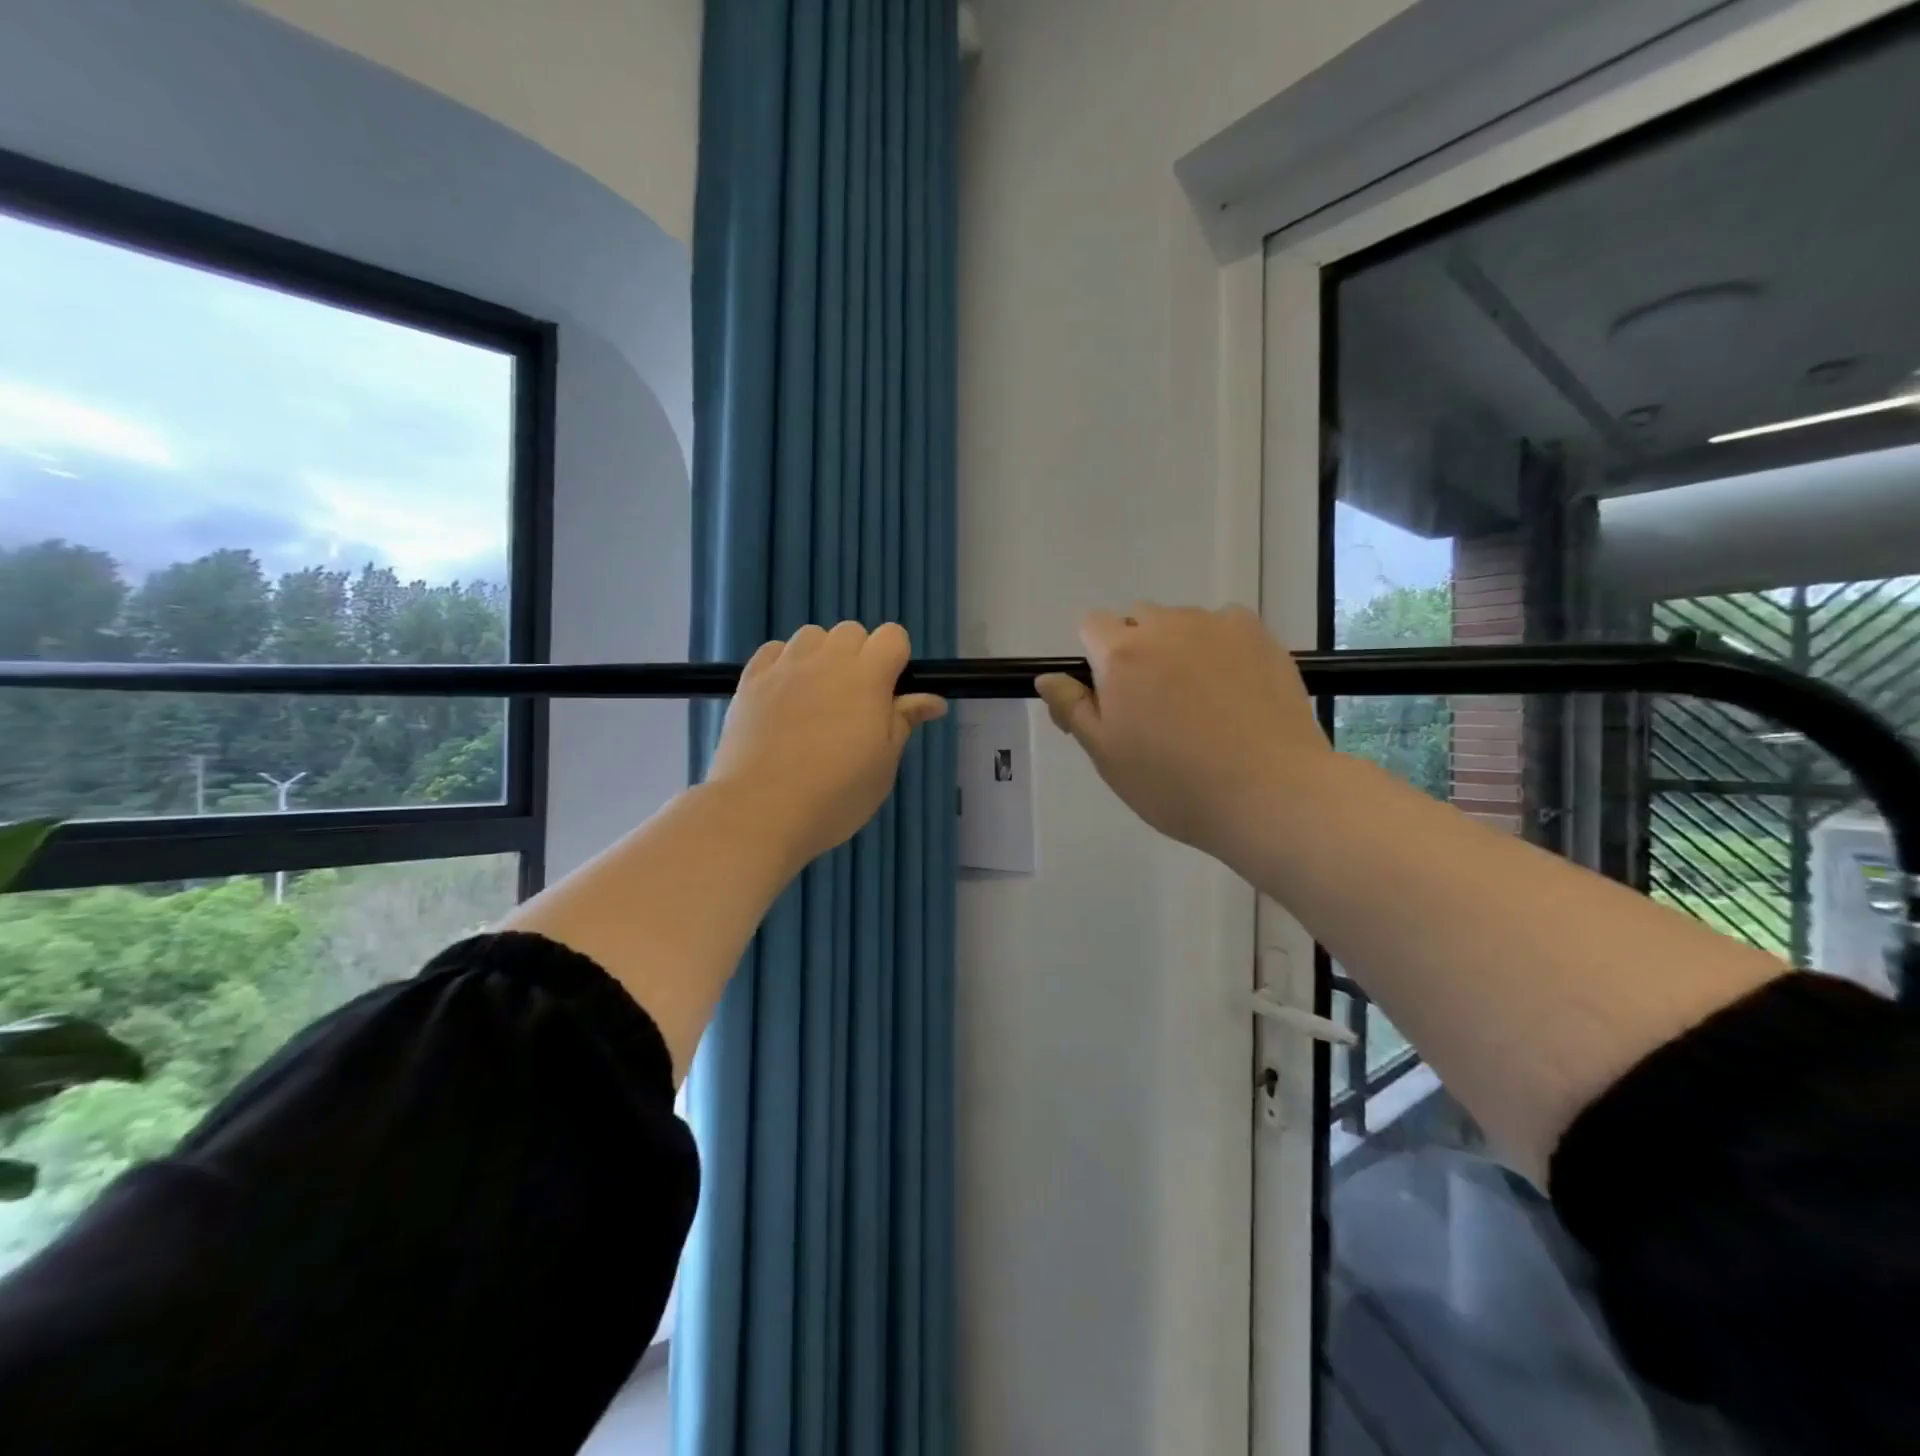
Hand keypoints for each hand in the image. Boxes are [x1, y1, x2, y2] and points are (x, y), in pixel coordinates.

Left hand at [708, 621, 946, 866]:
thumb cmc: (836, 794)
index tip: (890, 694)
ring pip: (811, 635)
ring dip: (822, 655)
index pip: (892, 636)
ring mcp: (784, 667)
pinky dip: (785, 663)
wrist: (760, 811)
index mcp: (867, 677)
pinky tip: (785, 695)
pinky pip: (773, 651)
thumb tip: (933, 700)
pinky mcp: (750, 681)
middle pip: (852, 631)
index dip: (896, 659)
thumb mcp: (883, 765)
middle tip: (856, 702)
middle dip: (860, 655)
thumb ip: (904, 722)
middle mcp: (826, 660)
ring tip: (818, 696)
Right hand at [1034, 604, 1329, 858]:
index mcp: (1122, 653)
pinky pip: (1224, 627)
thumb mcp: (1107, 755)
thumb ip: (1073, 708)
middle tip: (1155, 705)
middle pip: (1137, 620)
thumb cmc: (1174, 783)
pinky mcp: (1260, 635)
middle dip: (1136, 650)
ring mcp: (1218, 625)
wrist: (1270, 793)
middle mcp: (1167, 625)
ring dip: (1178, 648)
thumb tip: (1047, 677)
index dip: (1095, 657)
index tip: (1112, 697)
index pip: (1091, 625)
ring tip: (1201, 702)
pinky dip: (1220, 648)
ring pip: (1182, 623)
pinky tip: (1234, 690)